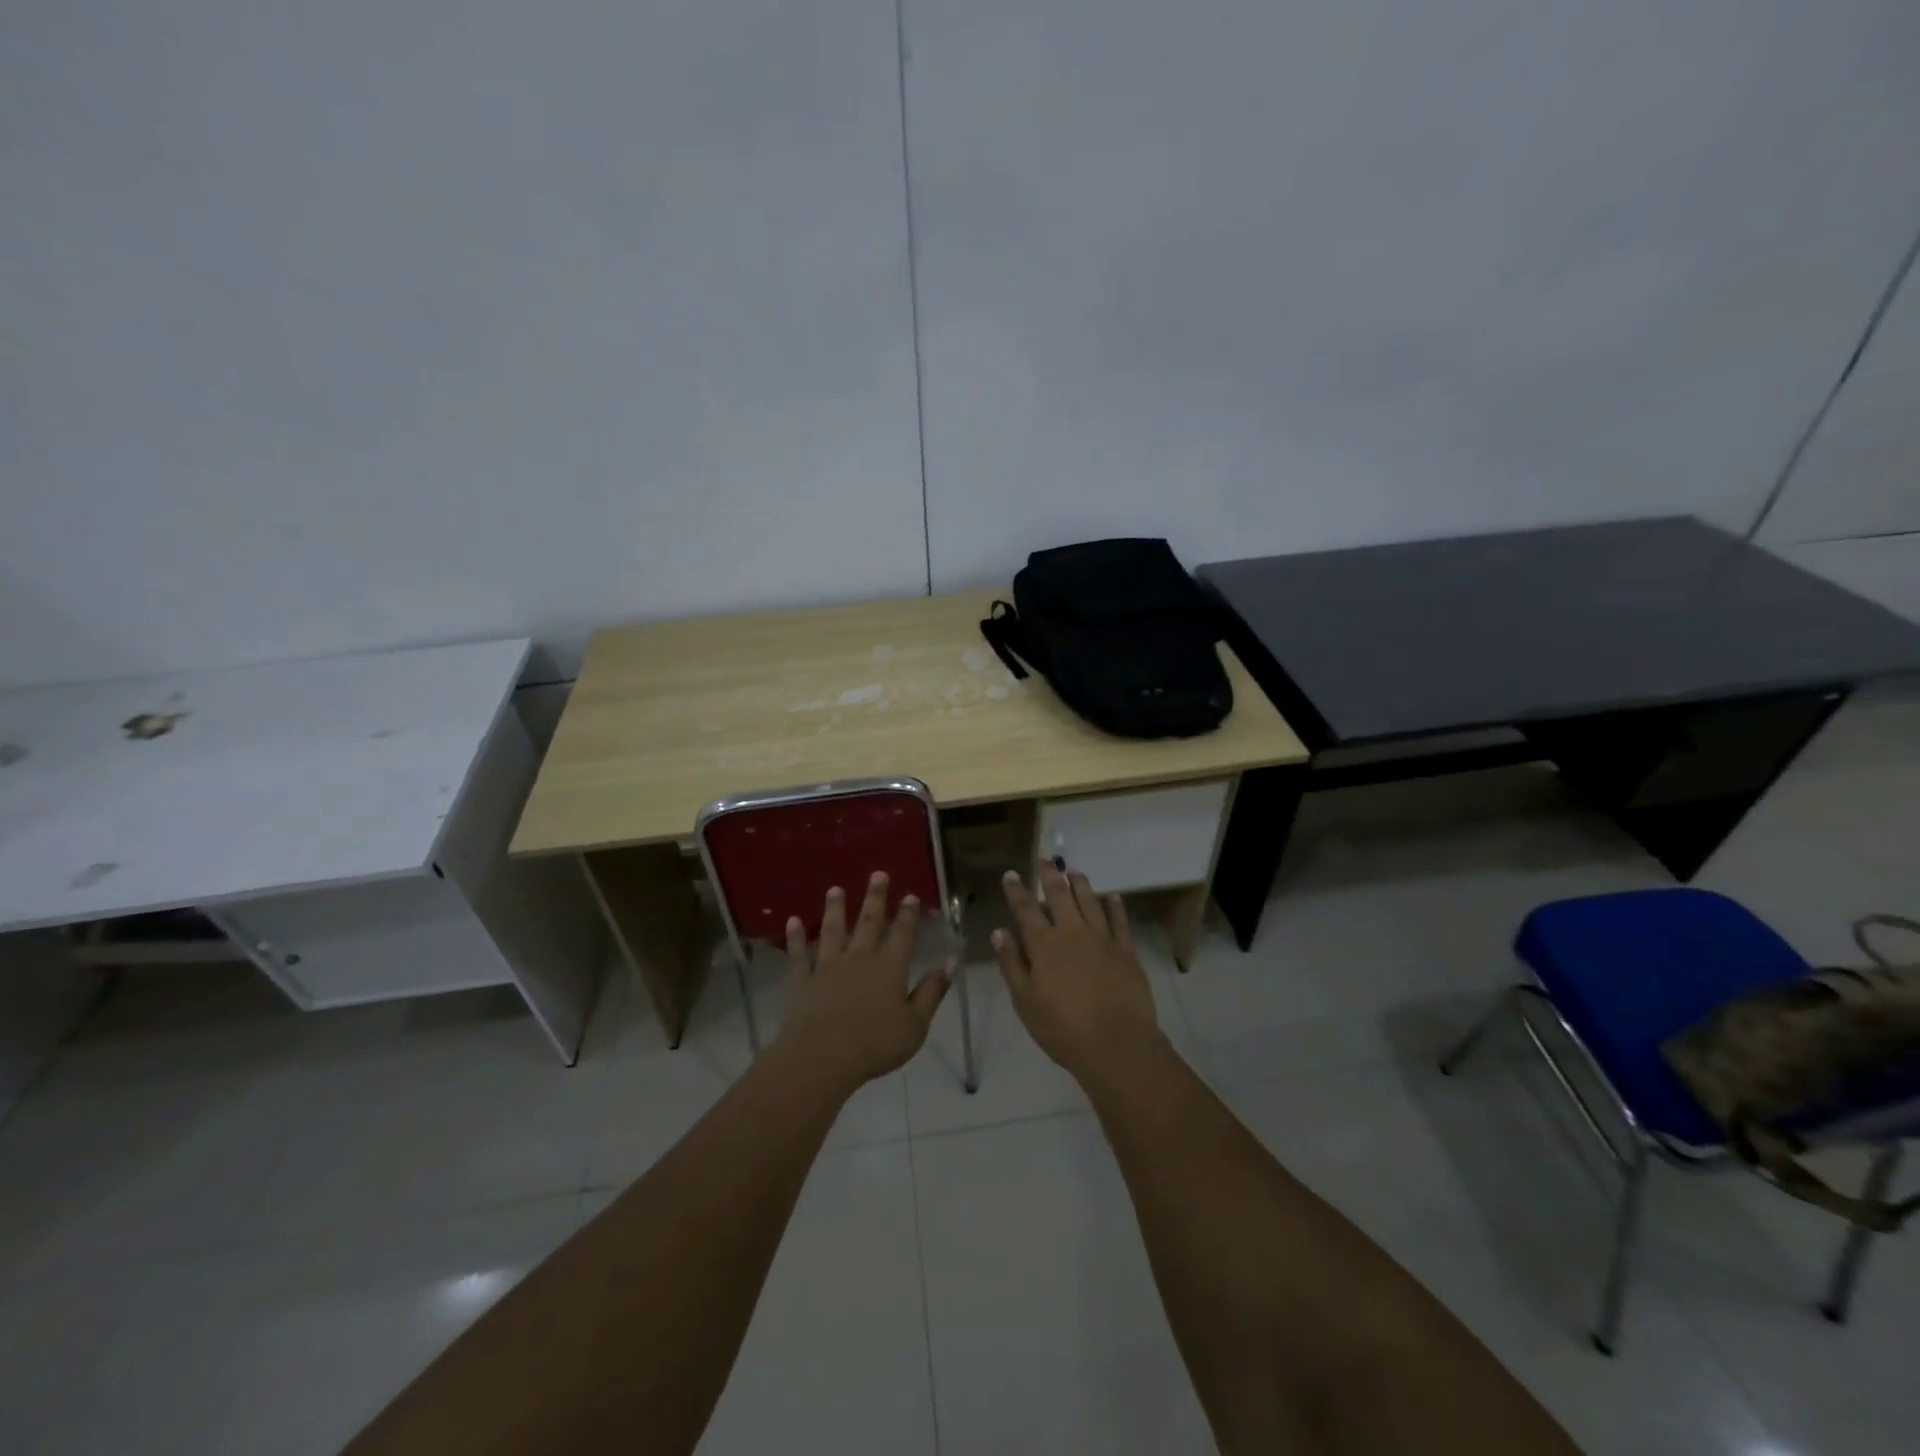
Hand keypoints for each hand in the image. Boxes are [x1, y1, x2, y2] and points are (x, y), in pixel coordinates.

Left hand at [774, 872, 950, 1096]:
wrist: (823, 1057)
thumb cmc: (875, 1044)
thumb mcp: (915, 1024)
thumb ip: (932, 991)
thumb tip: (950, 961)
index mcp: (890, 967)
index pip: (902, 934)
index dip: (907, 914)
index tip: (910, 895)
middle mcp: (860, 958)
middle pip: (868, 922)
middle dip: (874, 897)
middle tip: (878, 874)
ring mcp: (828, 966)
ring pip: (832, 931)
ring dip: (834, 908)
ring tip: (835, 889)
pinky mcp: (802, 980)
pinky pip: (799, 954)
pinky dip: (795, 937)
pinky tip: (792, 922)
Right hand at [994, 864, 1163, 1081]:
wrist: (1116, 1044)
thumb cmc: (1063, 1028)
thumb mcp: (1026, 1002)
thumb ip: (1012, 964)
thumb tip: (1000, 932)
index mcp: (1045, 946)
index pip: (1026, 910)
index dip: (1017, 891)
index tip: (1011, 874)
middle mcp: (1073, 933)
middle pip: (1059, 896)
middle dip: (1050, 876)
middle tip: (1045, 860)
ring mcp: (1103, 939)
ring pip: (1090, 901)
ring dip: (1080, 884)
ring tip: (1074, 872)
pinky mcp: (1126, 951)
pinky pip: (1120, 921)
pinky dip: (1115, 905)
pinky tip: (1112, 896)